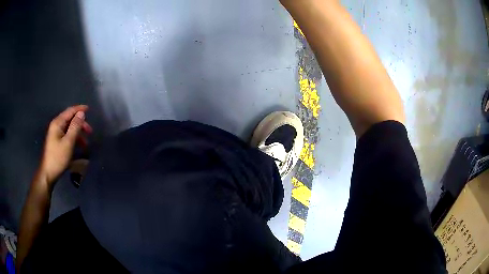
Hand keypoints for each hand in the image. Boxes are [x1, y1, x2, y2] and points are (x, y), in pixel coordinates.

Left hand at [38, 105, 92, 187]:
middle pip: (70, 120)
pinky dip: (74, 139)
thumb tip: (81, 113)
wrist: (48, 173)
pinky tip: (79, 147)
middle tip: (90, 132)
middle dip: (80, 124)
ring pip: (69, 129)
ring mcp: (55, 134)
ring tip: (86, 144)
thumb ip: (75, 126)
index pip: (70, 111)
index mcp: (58, 123)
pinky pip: (67, 136)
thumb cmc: (58, 157)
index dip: (80, 109)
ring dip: (78, 134)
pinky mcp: (56, 142)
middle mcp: (56, 126)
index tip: (89, 109)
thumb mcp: (68, 142)